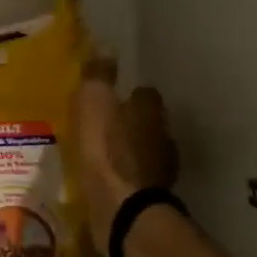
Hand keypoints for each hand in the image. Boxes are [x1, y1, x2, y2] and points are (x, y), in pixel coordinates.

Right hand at [70, 59, 179, 244]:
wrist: (121, 209)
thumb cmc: (106, 150)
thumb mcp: (94, 104)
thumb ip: (99, 76)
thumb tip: (106, 47)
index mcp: (151, 111)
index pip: (146, 94)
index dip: (129, 95)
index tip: (112, 99)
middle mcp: (163, 137)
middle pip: (148, 123)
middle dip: (130, 124)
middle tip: (104, 127)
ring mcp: (161, 170)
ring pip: (144, 152)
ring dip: (128, 152)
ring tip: (102, 155)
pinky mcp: (152, 197)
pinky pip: (137, 179)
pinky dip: (125, 177)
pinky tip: (107, 181)